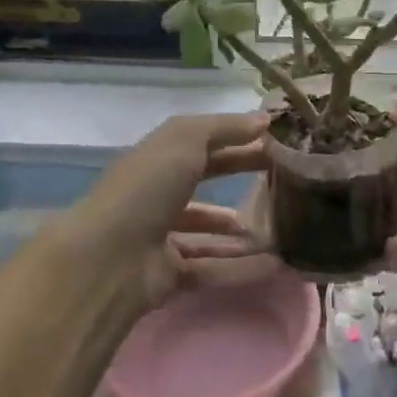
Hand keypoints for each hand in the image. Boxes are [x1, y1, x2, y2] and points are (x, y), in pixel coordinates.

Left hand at [67, 112, 280, 313]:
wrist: (109, 258)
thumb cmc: (146, 188)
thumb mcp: (185, 139)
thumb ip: (225, 127)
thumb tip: (265, 119)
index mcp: (157, 160)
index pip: (204, 146)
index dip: (239, 142)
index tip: (279, 144)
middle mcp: (157, 196)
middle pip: (207, 183)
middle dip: (243, 180)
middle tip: (286, 182)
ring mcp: (161, 238)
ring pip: (209, 232)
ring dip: (243, 231)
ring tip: (282, 229)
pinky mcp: (169, 276)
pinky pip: (212, 269)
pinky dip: (241, 268)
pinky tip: (273, 266)